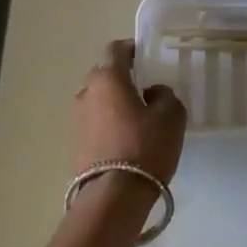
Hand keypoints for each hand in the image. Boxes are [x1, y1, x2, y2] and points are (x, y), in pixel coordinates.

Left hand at [74, 39, 186, 184]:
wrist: (113, 197)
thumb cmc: (145, 146)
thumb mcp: (171, 116)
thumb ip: (165, 95)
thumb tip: (152, 92)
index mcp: (108, 78)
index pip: (116, 49)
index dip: (132, 49)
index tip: (147, 57)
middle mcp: (86, 93)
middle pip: (104, 74)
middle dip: (122, 76)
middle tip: (145, 88)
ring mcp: (77, 119)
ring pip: (98, 100)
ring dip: (114, 102)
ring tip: (137, 117)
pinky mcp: (75, 144)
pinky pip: (94, 122)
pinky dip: (108, 123)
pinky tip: (126, 138)